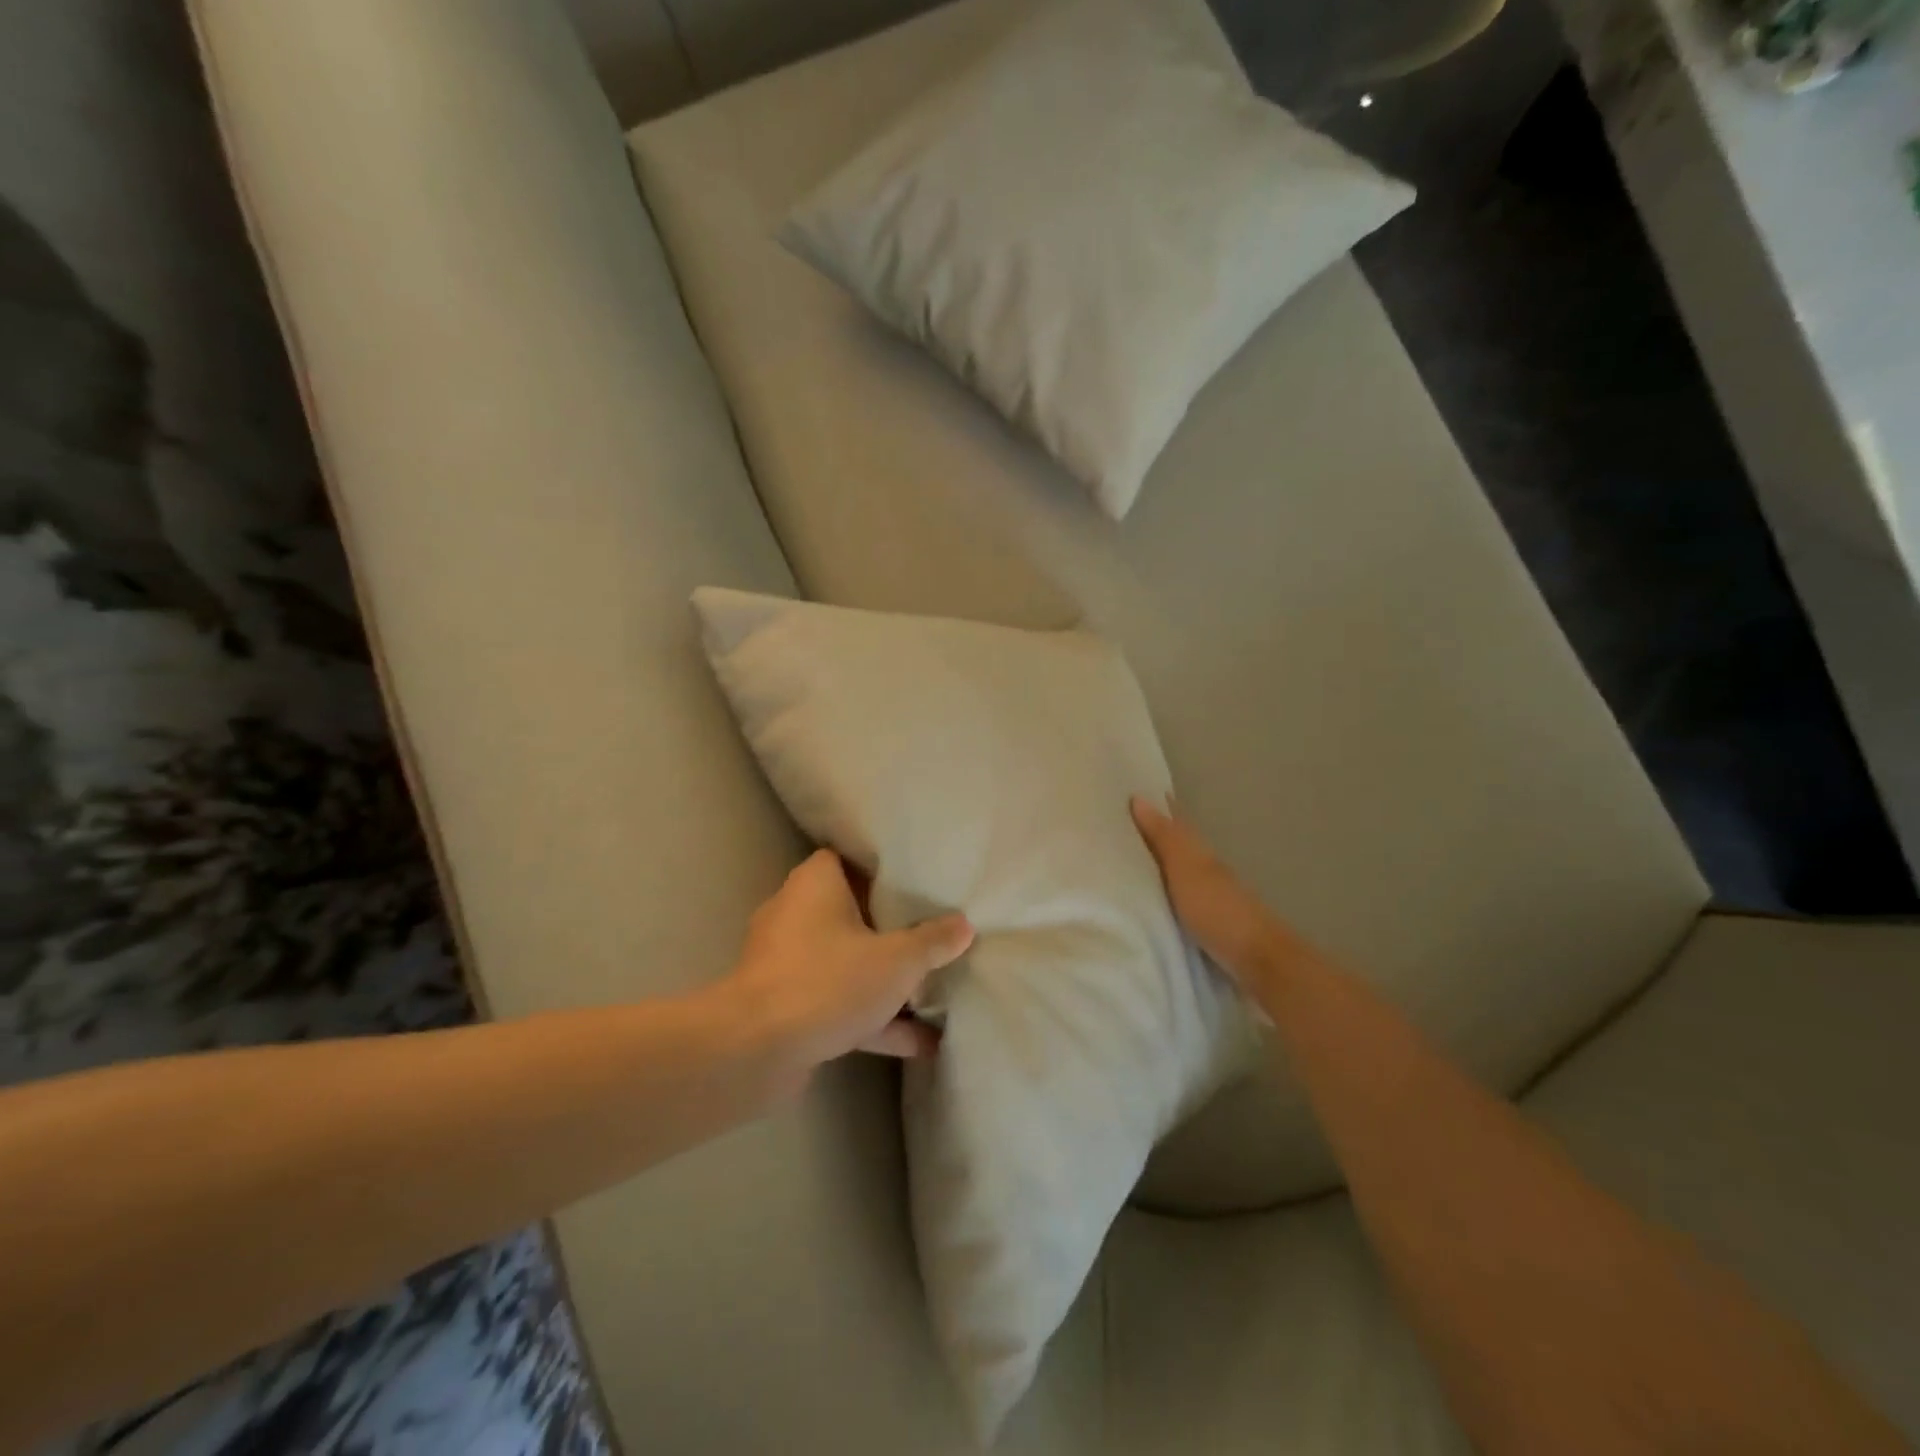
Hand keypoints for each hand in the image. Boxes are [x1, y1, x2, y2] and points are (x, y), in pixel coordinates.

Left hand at [723, 849, 973, 1080]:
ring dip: (884, 981)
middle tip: (929, 933)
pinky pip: (837, 1002)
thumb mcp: (897, 960)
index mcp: (814, 884)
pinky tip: (921, 1045)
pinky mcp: (785, 1007)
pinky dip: (872, 1020)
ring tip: (932, 993)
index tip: (913, 880)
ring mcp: (787, 963)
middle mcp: (794, 915)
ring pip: (845, 963)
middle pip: (848, 912)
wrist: (756, 1050)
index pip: (845, 859)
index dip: (879, 868)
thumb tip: (964, 925)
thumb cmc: (829, 980)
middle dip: (888, 929)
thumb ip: (932, 942)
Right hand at [1131, 795, 1304, 1009]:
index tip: (1137, 790)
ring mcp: (1211, 897)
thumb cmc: (1218, 909)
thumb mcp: (1186, 869)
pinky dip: (1166, 890)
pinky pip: (1179, 896)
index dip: (1160, 806)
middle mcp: (1207, 868)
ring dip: (1161, 862)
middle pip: (1179, 844)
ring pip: (1180, 870)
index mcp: (1200, 852)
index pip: (1176, 822)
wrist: (1258, 960)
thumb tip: (1139, 798)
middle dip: (1157, 832)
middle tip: (1127, 821)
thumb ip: (1164, 838)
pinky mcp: (1209, 924)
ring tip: (1133, 858)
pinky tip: (1154, 898)